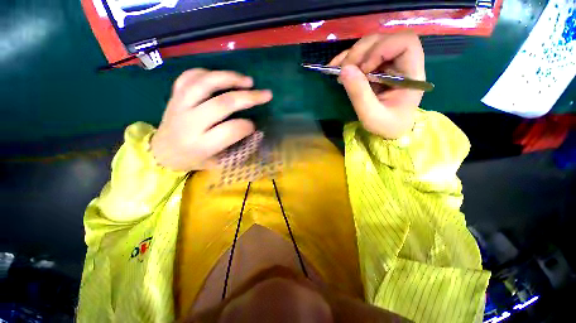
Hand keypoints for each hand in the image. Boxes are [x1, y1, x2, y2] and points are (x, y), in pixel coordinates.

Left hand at [150, 69, 271, 170]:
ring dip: (230, 78)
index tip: (254, 126)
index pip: (231, 131)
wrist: (161, 152)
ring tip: (248, 80)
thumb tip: (255, 132)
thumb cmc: (193, 160)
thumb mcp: (217, 163)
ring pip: (205, 83)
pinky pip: (189, 76)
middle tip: (265, 94)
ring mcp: (179, 106)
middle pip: (222, 104)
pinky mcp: (174, 96)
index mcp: (201, 145)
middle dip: (249, 97)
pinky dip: (208, 72)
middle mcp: (190, 123)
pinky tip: (221, 77)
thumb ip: (237, 149)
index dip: (248, 126)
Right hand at [329, 32, 425, 138]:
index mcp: (412, 74)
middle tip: (344, 70)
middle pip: (384, 39)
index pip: (405, 43)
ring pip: (371, 44)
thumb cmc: (386, 126)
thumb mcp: (372, 116)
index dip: (381, 49)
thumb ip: (360, 95)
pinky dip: (347, 59)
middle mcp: (403, 63)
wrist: (390, 130)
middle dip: (361, 51)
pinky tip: (337, 67)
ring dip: (352, 54)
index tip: (364, 69)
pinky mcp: (377, 67)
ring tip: (338, 70)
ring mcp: (389, 63)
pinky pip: (363, 54)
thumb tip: (344, 70)